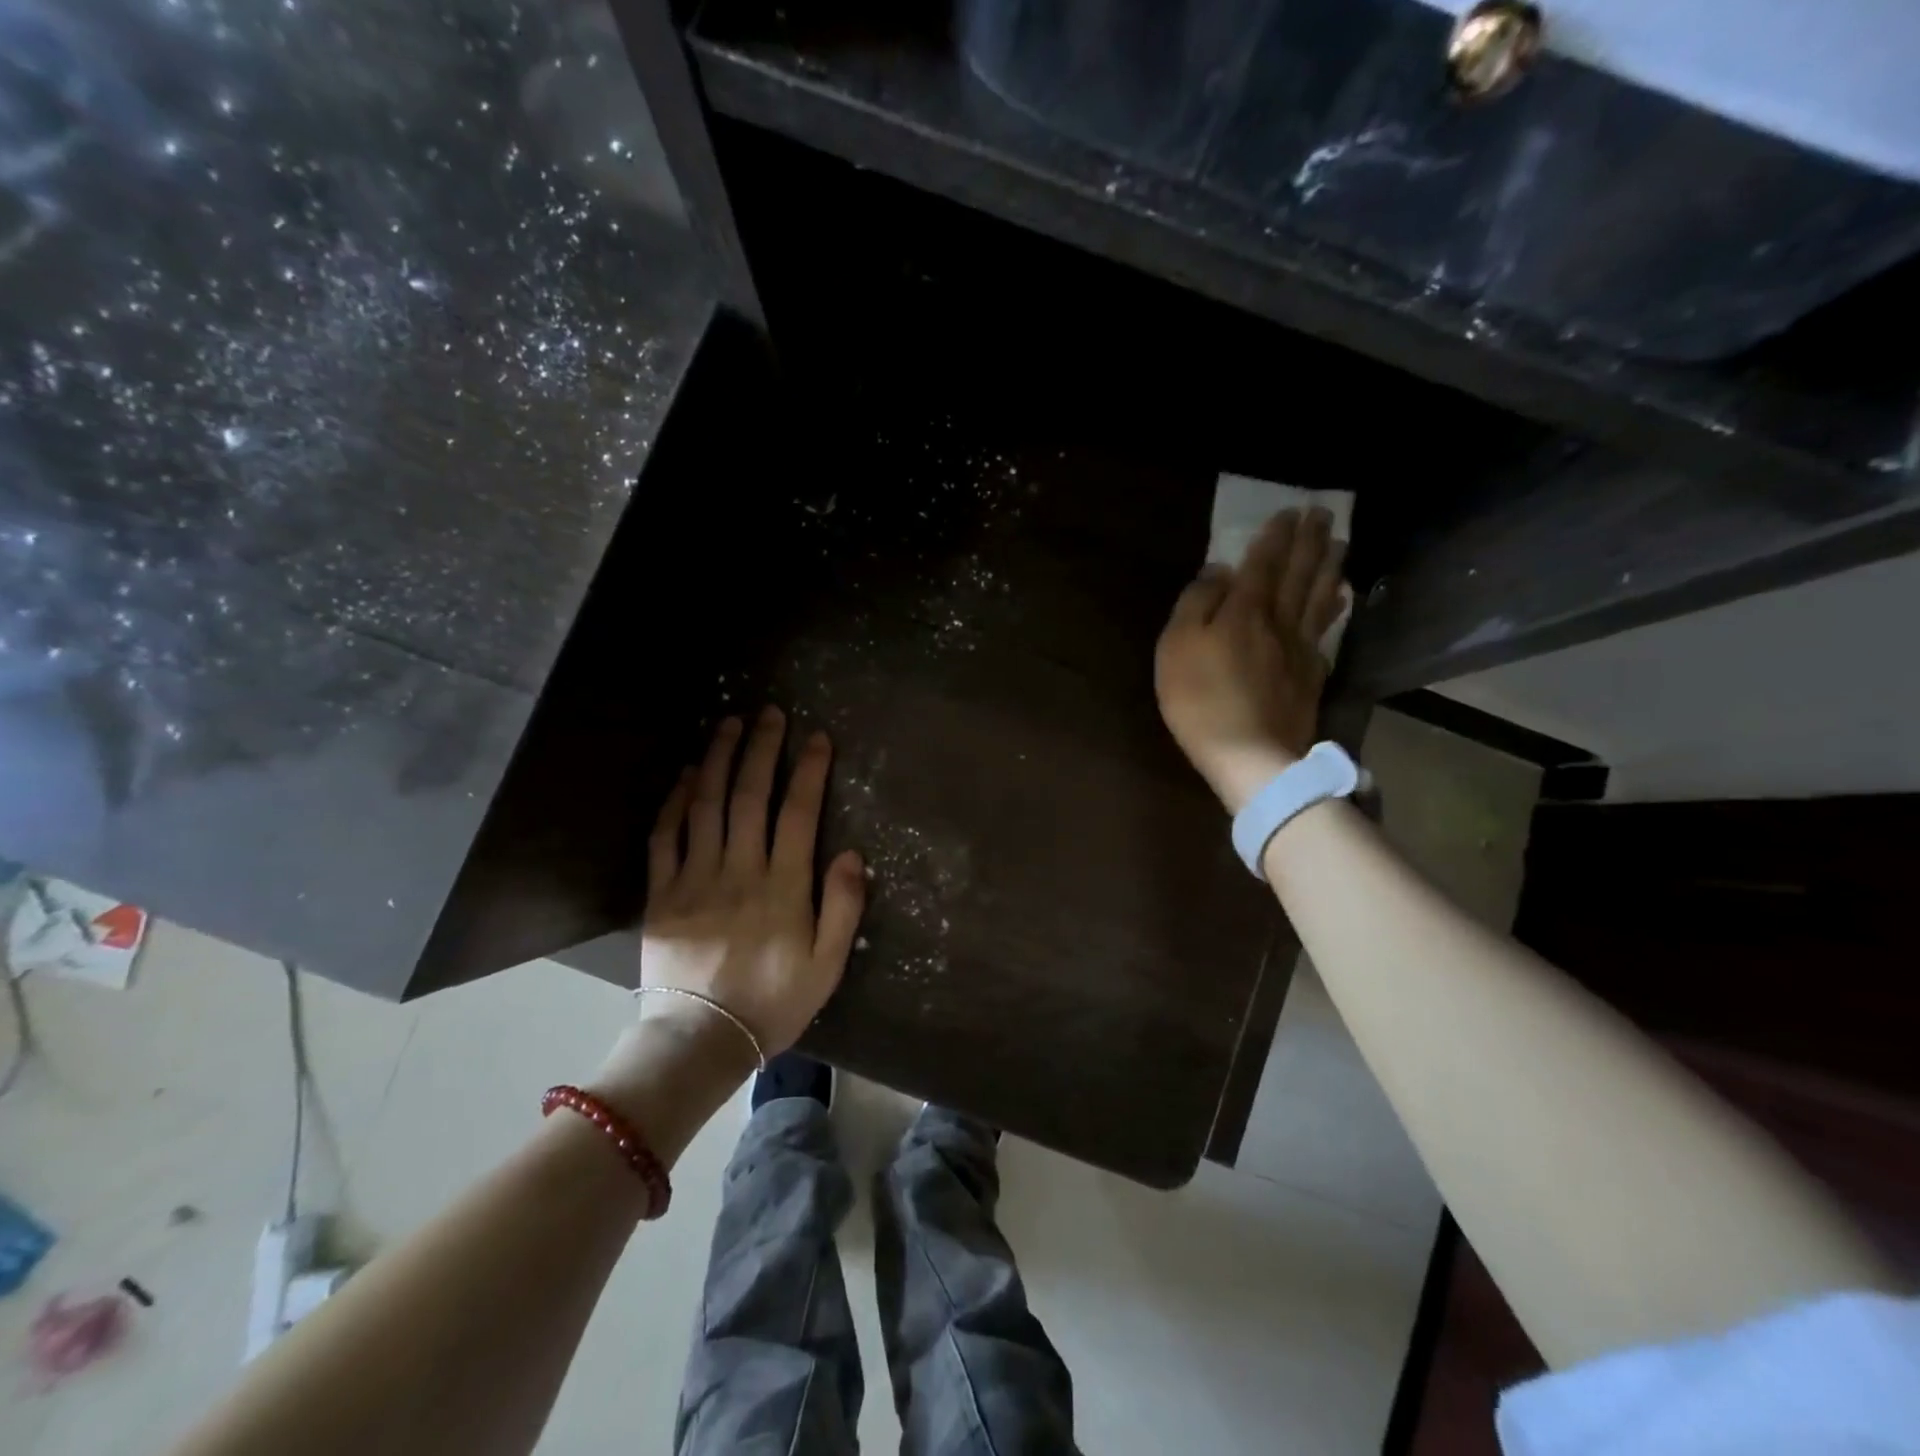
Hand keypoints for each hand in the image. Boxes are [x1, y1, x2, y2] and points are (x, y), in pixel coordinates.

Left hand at [633, 708, 866, 1059]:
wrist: (701, 1040)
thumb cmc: (773, 1003)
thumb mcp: (827, 965)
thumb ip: (843, 906)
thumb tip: (851, 853)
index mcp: (783, 886)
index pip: (799, 812)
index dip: (809, 770)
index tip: (816, 737)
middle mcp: (739, 870)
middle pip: (750, 796)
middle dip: (761, 749)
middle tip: (769, 713)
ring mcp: (695, 878)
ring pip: (706, 805)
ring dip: (718, 759)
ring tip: (727, 724)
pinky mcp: (662, 894)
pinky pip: (666, 837)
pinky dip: (676, 801)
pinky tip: (686, 774)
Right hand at [1155, 507, 1348, 814]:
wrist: (1248, 754)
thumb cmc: (1200, 699)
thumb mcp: (1177, 647)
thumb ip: (1196, 604)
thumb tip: (1219, 572)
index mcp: (1244, 610)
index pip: (1263, 563)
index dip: (1275, 536)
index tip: (1289, 510)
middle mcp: (1278, 620)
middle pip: (1299, 573)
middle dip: (1309, 540)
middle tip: (1322, 512)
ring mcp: (1300, 648)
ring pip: (1318, 596)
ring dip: (1329, 565)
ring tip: (1339, 542)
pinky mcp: (1311, 675)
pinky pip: (1326, 630)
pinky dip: (1335, 607)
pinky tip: (1341, 597)